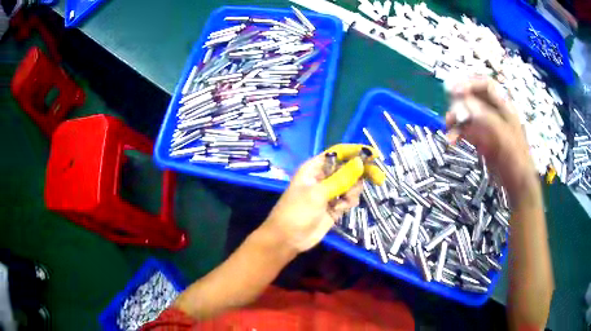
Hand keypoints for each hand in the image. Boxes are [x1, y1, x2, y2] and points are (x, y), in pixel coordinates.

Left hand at [261, 144, 384, 252]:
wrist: (288, 240)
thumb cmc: (297, 212)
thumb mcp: (318, 193)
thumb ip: (341, 178)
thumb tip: (361, 161)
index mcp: (314, 167)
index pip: (338, 153)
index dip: (356, 151)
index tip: (374, 154)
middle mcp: (323, 177)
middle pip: (348, 168)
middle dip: (362, 172)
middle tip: (379, 178)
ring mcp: (330, 192)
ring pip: (351, 184)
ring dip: (353, 191)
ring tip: (344, 201)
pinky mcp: (334, 206)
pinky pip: (349, 199)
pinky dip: (348, 202)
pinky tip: (340, 209)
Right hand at [446, 76, 537, 204]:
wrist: (517, 184)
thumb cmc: (516, 159)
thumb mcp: (503, 136)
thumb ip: (486, 118)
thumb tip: (464, 102)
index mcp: (504, 107)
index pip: (486, 85)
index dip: (470, 83)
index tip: (453, 90)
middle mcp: (494, 113)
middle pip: (473, 98)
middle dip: (459, 102)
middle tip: (450, 113)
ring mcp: (487, 127)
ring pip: (467, 114)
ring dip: (456, 119)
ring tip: (447, 127)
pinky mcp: (481, 140)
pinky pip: (466, 131)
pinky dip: (457, 133)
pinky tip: (452, 140)